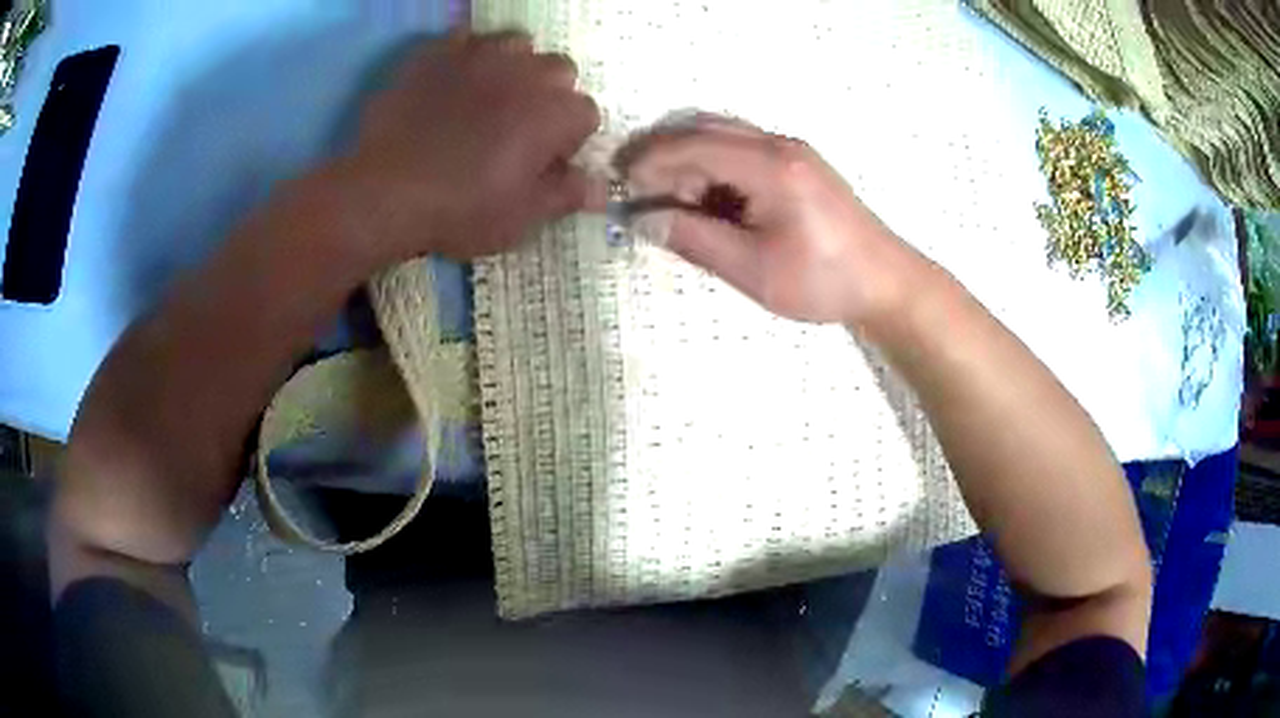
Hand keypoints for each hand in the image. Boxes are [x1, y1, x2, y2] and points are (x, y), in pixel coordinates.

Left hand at [332, 31, 601, 264]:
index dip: (568, 140)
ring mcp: (481, 55)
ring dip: (514, 66)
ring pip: (517, 44)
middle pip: (559, 70)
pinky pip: (464, 39)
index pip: (586, 114)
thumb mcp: (521, 217)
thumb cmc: (461, 210)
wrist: (385, 193)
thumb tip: (603, 188)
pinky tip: (452, 81)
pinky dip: (466, 55)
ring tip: (488, 95)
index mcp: (557, 112)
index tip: (543, 162)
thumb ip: (566, 195)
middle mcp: (529, 72)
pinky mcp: (439, 52)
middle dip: (548, 95)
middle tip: (517, 127)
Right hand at [619, 118, 921, 325]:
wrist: (886, 281)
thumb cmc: (823, 281)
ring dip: (688, 162)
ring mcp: (790, 150)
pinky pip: (741, 151)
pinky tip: (707, 202)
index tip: (618, 188)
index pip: (692, 146)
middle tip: (634, 191)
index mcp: (770, 165)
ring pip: (721, 137)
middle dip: (663, 156)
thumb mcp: (753, 269)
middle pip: (704, 130)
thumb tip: (644, 219)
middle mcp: (778, 144)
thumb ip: (694, 239)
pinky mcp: (796, 164)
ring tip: (669, 203)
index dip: (648, 163)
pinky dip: (713, 169)